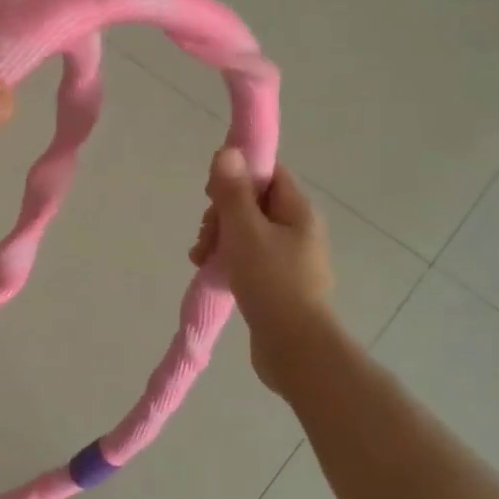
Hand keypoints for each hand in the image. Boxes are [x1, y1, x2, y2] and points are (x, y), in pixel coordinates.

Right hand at [190, 149, 338, 387]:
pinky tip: (209, 270)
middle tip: (206, 234)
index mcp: (298, 211)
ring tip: (201, 258)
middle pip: (253, 202)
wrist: (295, 348)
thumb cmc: (272, 283)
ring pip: (246, 230)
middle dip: (222, 213)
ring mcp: (289, 257)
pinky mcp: (277, 281)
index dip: (238, 175)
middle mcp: (297, 229)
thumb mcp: (246, 232)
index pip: (268, 173)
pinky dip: (227, 258)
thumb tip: (229, 151)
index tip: (213, 193)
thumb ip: (234, 192)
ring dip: (219, 237)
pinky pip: (248, 256)